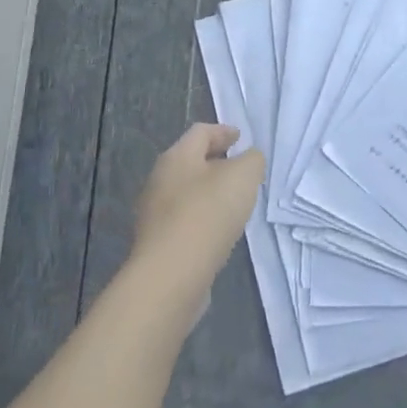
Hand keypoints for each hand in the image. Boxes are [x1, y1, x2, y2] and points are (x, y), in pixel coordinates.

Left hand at [131, 124, 265, 283]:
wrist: (172, 276)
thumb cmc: (208, 213)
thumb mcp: (243, 176)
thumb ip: (251, 160)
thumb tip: (248, 160)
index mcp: (177, 157)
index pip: (200, 132)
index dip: (223, 131)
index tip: (241, 138)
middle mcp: (160, 180)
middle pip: (191, 162)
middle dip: (216, 162)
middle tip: (240, 169)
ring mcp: (155, 214)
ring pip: (187, 192)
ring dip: (210, 192)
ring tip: (234, 202)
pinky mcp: (158, 243)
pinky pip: (184, 220)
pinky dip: (203, 218)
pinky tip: (219, 230)